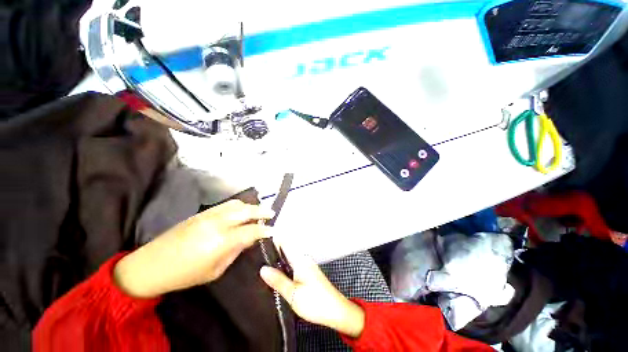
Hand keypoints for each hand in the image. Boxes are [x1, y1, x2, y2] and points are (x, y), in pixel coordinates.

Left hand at [114, 200, 274, 297]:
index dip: (264, 230)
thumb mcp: (215, 269)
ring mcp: (209, 215)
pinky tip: (241, 210)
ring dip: (251, 206)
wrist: (152, 265)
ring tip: (258, 211)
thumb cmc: (185, 274)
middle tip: (272, 213)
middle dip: (262, 211)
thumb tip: (249, 239)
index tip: (273, 230)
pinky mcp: (202, 213)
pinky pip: (226, 204)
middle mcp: (218, 223)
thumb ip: (235, 251)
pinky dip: (238, 205)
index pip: (251, 231)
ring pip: (237, 204)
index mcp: (222, 241)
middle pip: (246, 211)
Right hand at [259, 245, 364, 337]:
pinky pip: (293, 266)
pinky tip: (276, 277)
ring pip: (289, 260)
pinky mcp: (308, 273)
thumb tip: (263, 268)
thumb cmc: (315, 302)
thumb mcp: (293, 293)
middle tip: (256, 259)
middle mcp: (304, 259)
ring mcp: (307, 265)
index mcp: (300, 259)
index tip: (259, 242)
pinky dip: (284, 270)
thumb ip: (278, 280)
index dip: (273, 240)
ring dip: (278, 263)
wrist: (336, 311)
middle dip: (273, 254)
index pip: (285, 243)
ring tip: (262, 268)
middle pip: (286, 251)